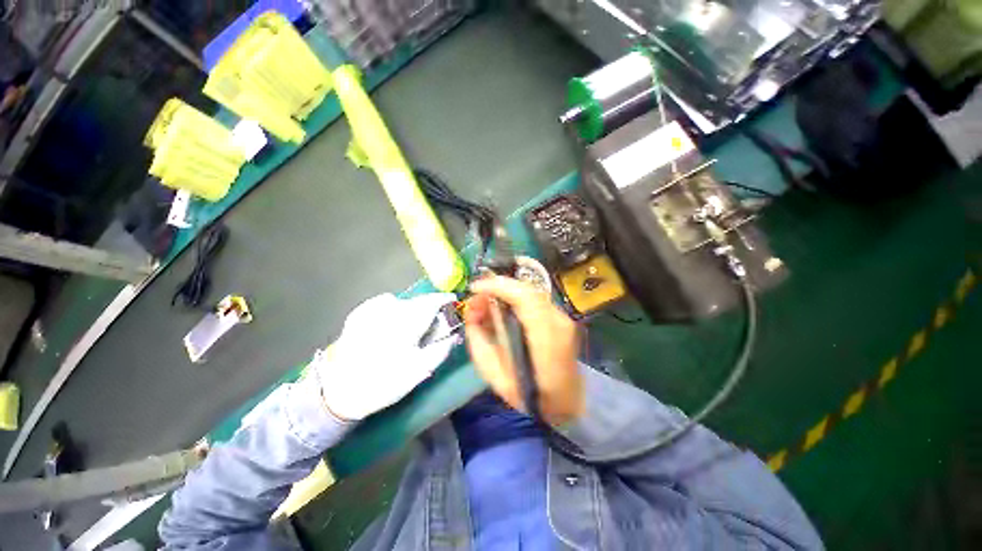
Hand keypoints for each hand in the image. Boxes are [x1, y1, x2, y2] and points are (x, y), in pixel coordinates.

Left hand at [314, 292, 457, 420]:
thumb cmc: (384, 381)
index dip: (445, 299)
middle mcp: (390, 310)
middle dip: (429, 306)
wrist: (339, 391)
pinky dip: (394, 309)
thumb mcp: (419, 371)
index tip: (452, 302)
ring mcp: (372, 310)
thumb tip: (454, 336)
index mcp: (407, 322)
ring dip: (411, 309)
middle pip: (417, 300)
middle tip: (434, 320)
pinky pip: (384, 304)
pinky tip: (391, 323)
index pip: (432, 302)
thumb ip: (440, 350)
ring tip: (411, 325)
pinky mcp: (359, 313)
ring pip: (402, 302)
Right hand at [464, 276, 583, 424]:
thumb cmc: (529, 396)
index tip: (475, 288)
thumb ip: (480, 340)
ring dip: (504, 292)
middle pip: (526, 289)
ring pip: (529, 291)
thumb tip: (472, 310)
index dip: (499, 286)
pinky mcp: (560, 316)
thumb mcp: (494, 376)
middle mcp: (559, 323)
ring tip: (484, 305)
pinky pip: (532, 299)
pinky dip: (513, 298)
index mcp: (547, 343)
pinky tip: (500, 308)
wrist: (567, 401)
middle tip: (476, 298)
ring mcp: (563, 318)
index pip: (526, 299)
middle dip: (497, 287)